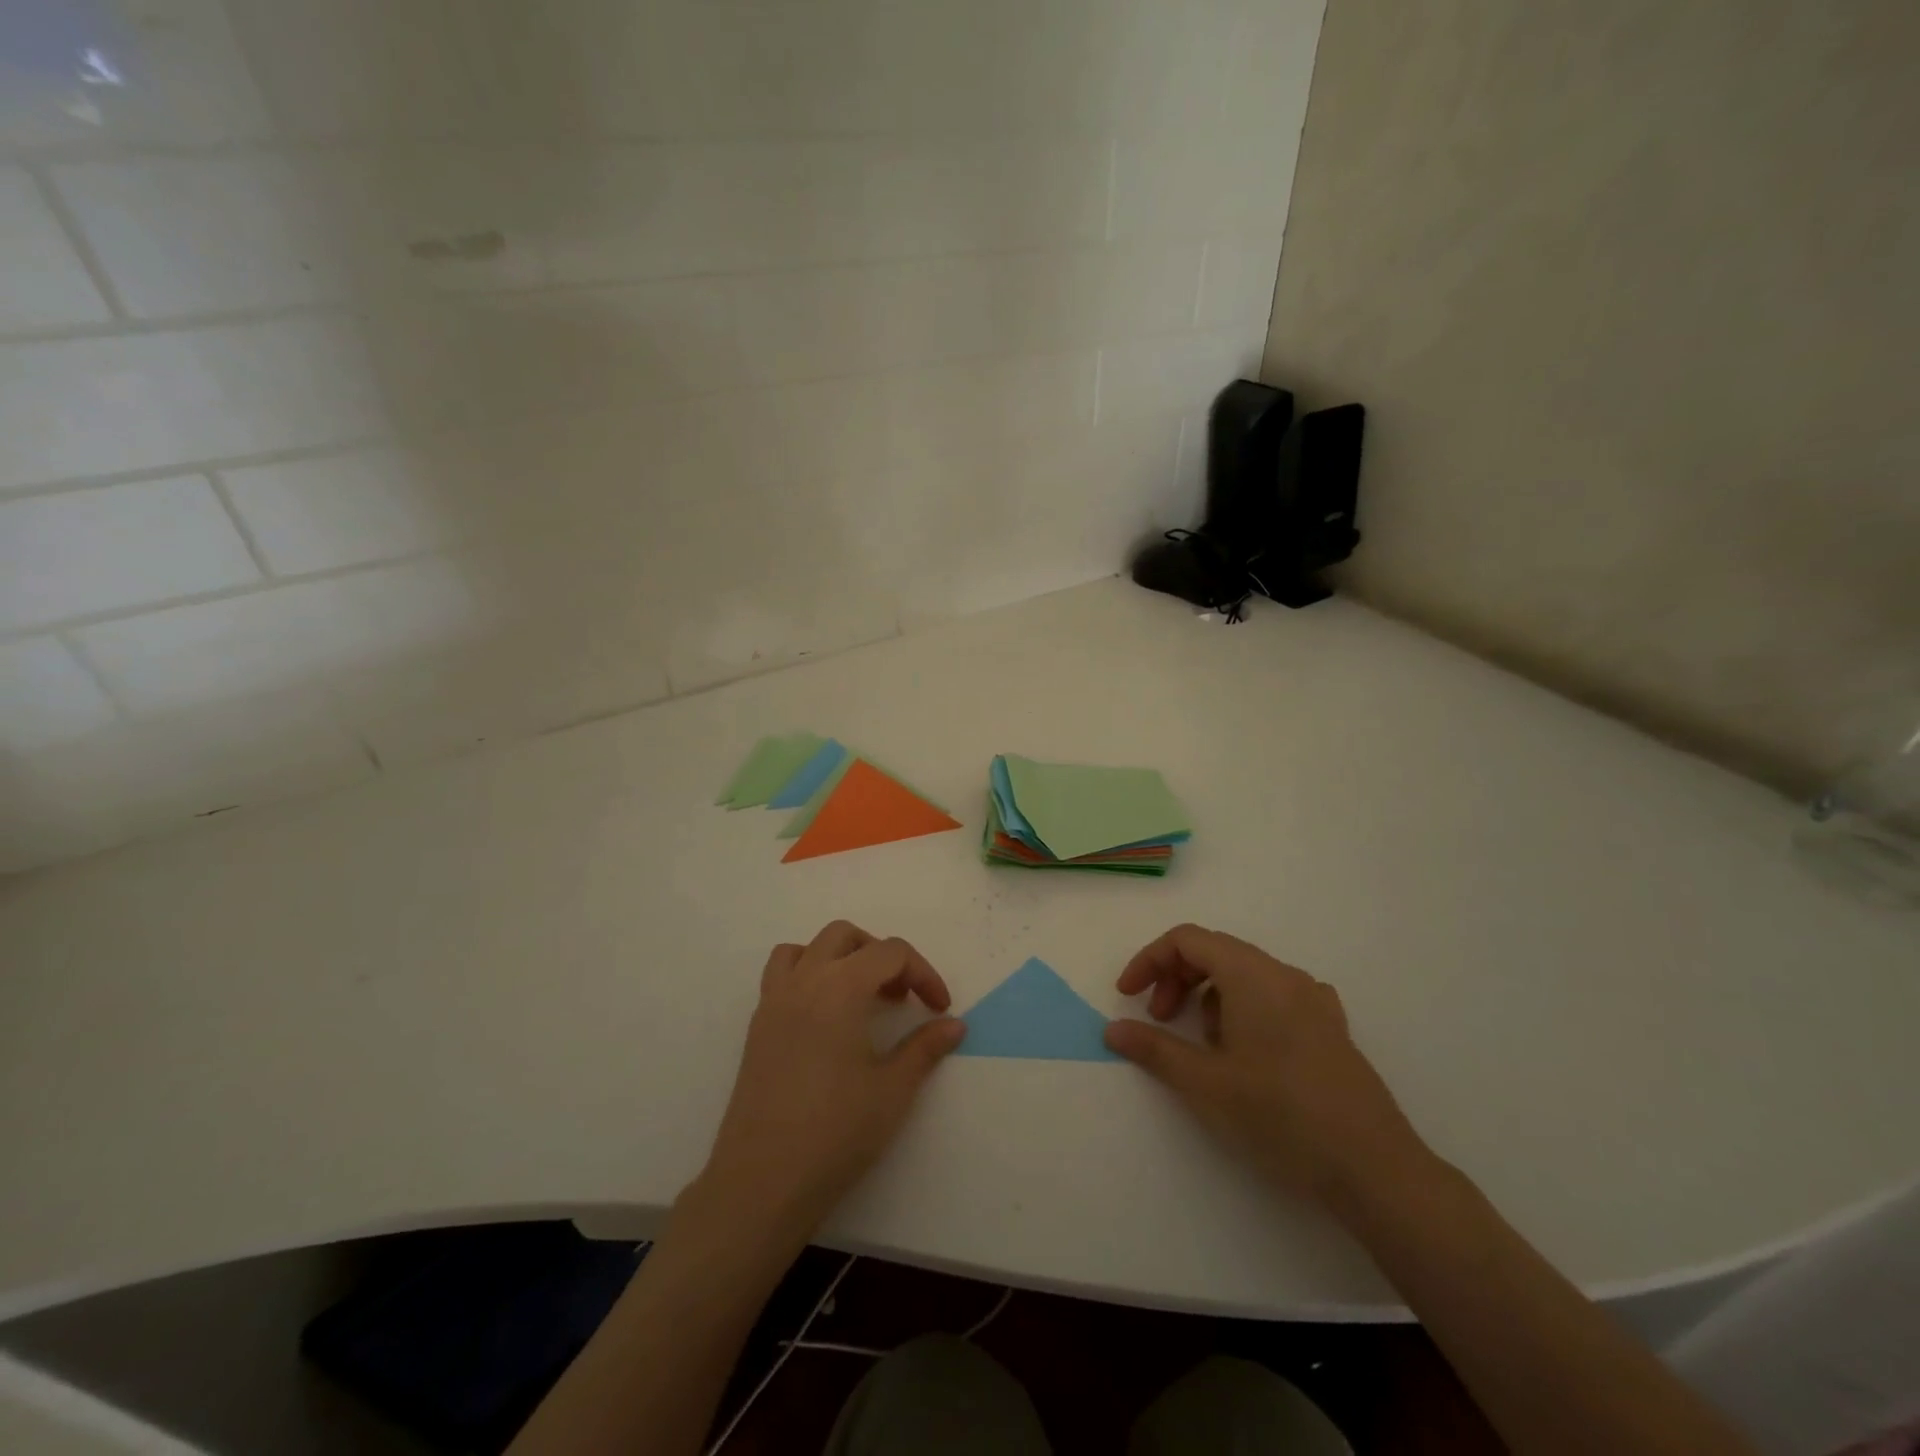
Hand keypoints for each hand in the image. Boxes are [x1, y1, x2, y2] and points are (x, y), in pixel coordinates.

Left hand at [697, 921, 964, 1232]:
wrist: (762, 1182)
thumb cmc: (835, 1132)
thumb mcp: (892, 1090)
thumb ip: (925, 1048)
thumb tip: (955, 1025)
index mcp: (840, 987)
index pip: (890, 953)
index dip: (923, 973)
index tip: (940, 1009)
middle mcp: (803, 981)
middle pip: (846, 936)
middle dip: (881, 955)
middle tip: (901, 997)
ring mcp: (773, 1001)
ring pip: (808, 948)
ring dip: (840, 957)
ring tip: (860, 996)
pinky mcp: (757, 1026)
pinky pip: (782, 974)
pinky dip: (808, 975)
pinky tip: (825, 1018)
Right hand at [1104, 924, 1432, 1214]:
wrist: (1375, 1170)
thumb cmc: (1281, 1116)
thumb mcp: (1205, 1084)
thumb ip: (1154, 1049)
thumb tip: (1112, 1029)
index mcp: (1253, 975)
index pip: (1187, 939)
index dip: (1150, 961)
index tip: (1128, 998)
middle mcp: (1285, 975)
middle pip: (1216, 952)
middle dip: (1177, 980)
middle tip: (1160, 1021)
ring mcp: (1314, 1000)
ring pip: (1245, 976)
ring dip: (1209, 998)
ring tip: (1206, 1049)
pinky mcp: (1331, 1028)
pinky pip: (1273, 997)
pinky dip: (1243, 1010)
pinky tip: (1247, 1055)